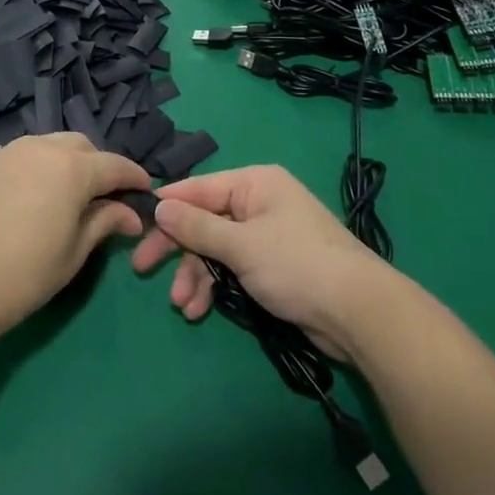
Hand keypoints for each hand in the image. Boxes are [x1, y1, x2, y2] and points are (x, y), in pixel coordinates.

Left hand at [0, 135, 150, 347]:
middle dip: (100, 167)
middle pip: (83, 147)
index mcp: (71, 167)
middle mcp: (42, 148)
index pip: (115, 165)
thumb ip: (103, 224)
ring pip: (52, 146)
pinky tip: (36, 198)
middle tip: (106, 201)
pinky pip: (25, 155)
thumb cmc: (20, 277)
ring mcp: (9, 152)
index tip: (146, 194)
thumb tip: (130, 215)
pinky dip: (41, 167)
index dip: (134, 178)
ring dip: (70, 163)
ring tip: (71, 199)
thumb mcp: (72, 256)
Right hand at [130, 165, 391, 360]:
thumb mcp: (241, 245)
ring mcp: (267, 235)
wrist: (358, 312)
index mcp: (254, 183)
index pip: (199, 187)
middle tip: (143, 268)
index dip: (168, 206)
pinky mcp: (273, 266)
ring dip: (196, 274)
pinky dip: (216, 285)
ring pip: (217, 248)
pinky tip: (200, 309)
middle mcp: (259, 202)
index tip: (137, 224)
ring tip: (183, 305)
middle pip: (205, 219)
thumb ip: (197, 227)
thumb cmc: (296, 264)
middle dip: (178, 248)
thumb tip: (160, 206)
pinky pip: (233, 267)